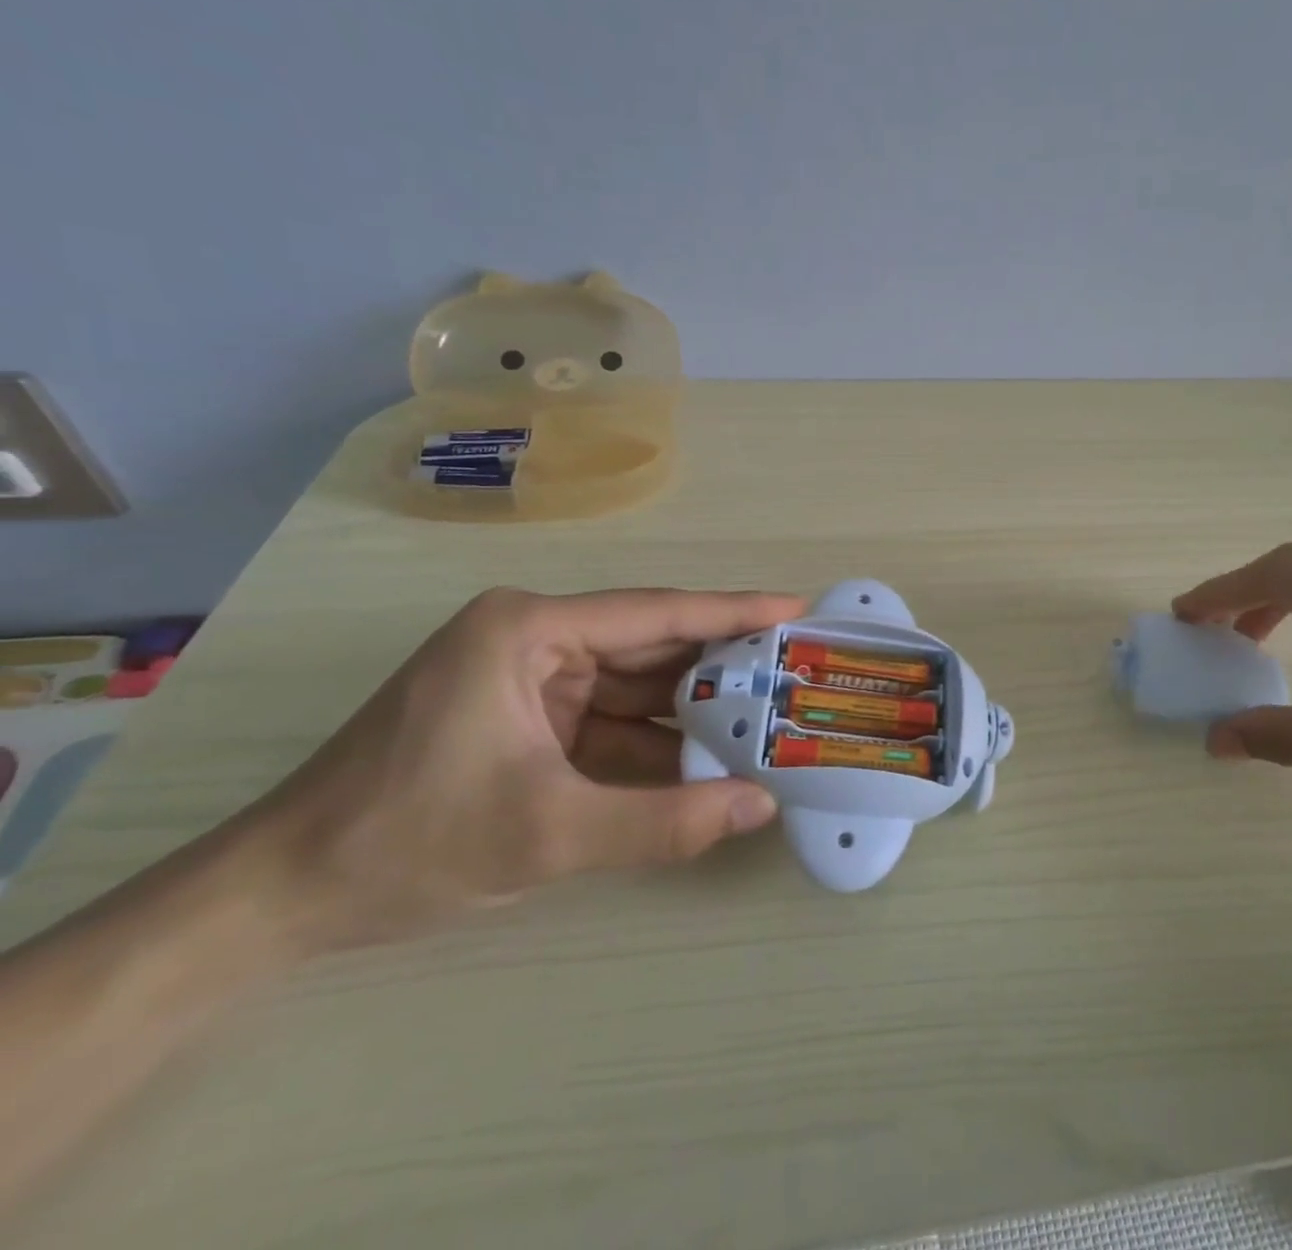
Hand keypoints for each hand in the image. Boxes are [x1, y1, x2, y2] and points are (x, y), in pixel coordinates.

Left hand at [246, 586, 804, 948]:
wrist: (277, 900)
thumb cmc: (406, 841)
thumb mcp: (547, 833)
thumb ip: (664, 820)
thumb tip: (761, 806)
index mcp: (529, 630)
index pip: (655, 612)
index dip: (734, 611)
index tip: (796, 608)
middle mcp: (532, 638)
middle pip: (650, 645)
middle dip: (721, 665)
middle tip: (794, 672)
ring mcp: (527, 678)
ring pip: (633, 686)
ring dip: (691, 710)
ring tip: (766, 719)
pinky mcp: (524, 717)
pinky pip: (608, 720)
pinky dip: (653, 742)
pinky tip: (705, 761)